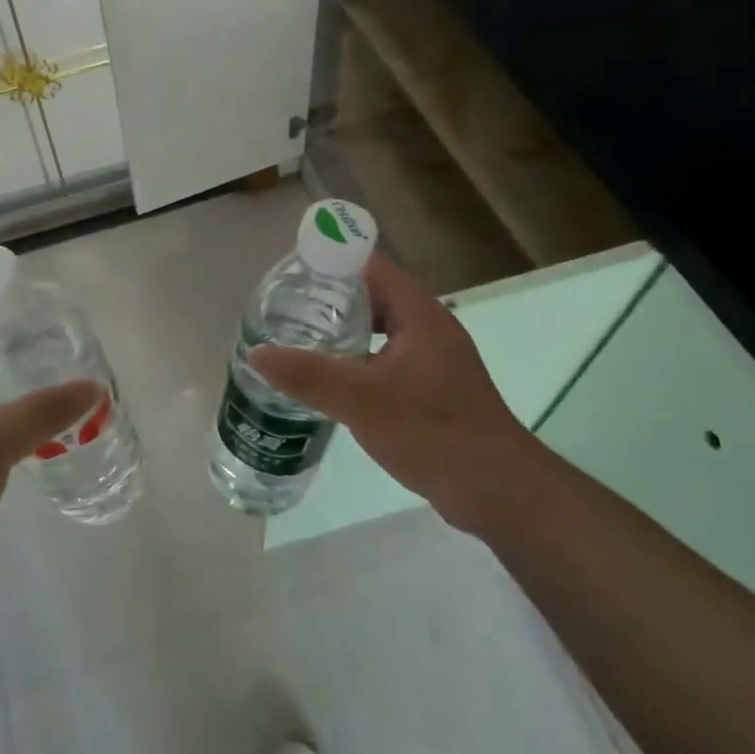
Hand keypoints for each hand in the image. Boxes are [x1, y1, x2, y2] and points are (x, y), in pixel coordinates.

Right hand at [248, 254, 550, 534]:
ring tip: (296, 339)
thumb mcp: (363, 401)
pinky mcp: (430, 390)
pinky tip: (329, 381)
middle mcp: (429, 329)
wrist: (497, 492)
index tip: (290, 272)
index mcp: (419, 315)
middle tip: (284, 307)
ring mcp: (432, 360)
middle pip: (373, 296)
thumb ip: (308, 375)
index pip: (371, 266)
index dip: (332, 261)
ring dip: (342, 331)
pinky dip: (356, 360)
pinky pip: (385, 359)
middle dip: (329, 297)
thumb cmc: (434, 433)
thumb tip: (256, 353)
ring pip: (378, 331)